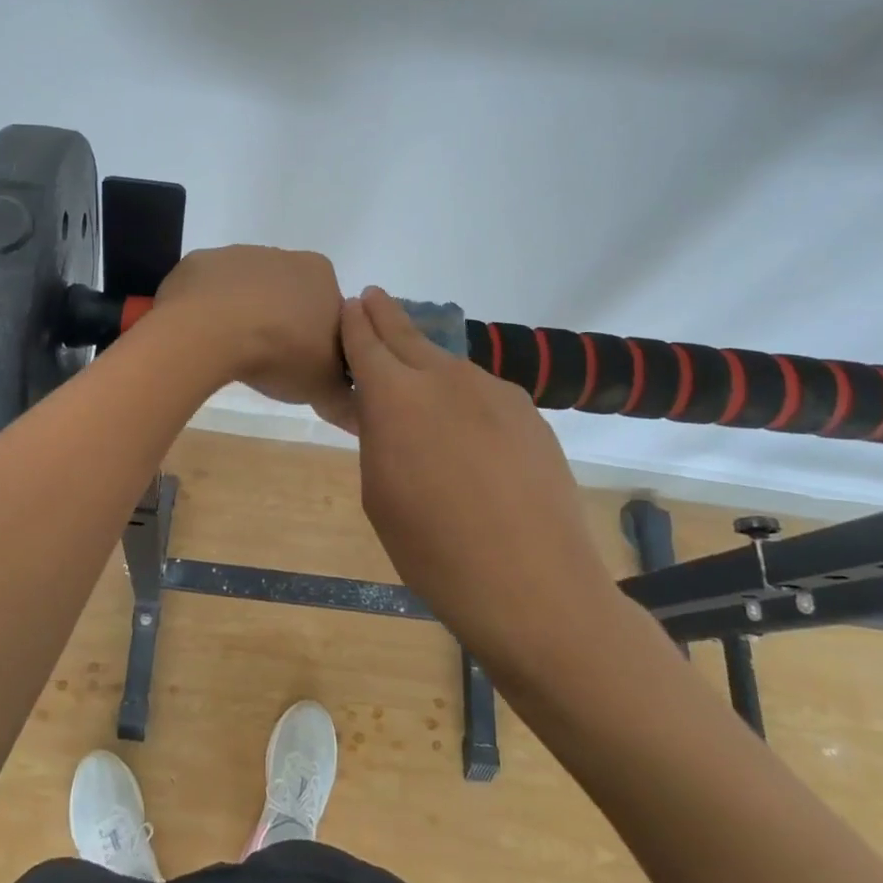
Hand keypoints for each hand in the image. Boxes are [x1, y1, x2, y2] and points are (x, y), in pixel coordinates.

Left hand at [151, 246, 354, 427]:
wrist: (209, 328)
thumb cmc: (279, 351)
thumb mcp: (322, 386)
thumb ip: (342, 397)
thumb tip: (352, 412)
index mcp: (322, 275)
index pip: (332, 312)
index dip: (322, 343)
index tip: (306, 368)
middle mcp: (285, 256)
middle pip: (291, 297)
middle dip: (284, 325)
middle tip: (270, 363)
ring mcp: (239, 255)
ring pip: (249, 291)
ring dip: (245, 316)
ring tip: (233, 352)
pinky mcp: (201, 262)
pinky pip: (211, 290)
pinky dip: (210, 309)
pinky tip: (204, 335)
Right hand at [340, 288, 620, 664]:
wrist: (532, 585)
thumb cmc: (432, 550)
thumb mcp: (379, 493)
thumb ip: (376, 437)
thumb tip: (380, 410)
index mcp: (395, 397)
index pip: (366, 343)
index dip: (354, 323)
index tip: (350, 305)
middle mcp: (444, 379)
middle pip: (408, 335)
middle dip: (386, 315)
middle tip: (373, 297)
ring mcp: (493, 392)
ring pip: (448, 364)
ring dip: (425, 360)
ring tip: (414, 371)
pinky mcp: (527, 413)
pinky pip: (482, 392)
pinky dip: (462, 393)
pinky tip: (463, 422)